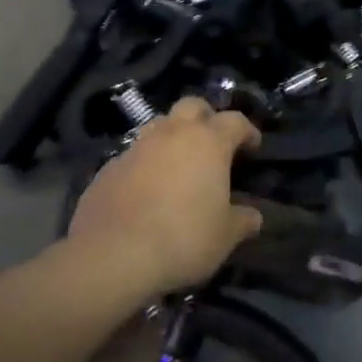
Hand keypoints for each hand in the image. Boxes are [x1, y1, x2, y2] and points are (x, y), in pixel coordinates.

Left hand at [68, 97, 262, 294]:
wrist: (112, 255)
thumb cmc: (183, 238)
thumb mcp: (225, 236)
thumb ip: (242, 221)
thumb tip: (253, 217)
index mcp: (208, 142)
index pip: (235, 121)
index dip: (247, 131)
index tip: (252, 147)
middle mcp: (172, 134)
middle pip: (193, 106)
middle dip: (206, 118)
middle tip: (212, 143)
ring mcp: (136, 148)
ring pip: (159, 126)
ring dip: (172, 138)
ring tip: (178, 166)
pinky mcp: (108, 168)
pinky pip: (133, 156)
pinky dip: (145, 165)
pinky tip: (146, 191)